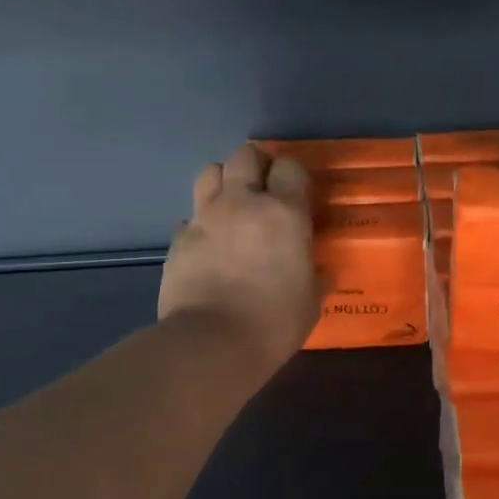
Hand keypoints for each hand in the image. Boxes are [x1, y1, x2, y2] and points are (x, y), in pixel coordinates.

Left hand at [158, 145, 321, 373]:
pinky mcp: (178, 239)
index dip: (294, 175)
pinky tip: (209, 244)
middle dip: (256, 165)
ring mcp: (205, 218)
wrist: (211, 344)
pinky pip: (190, 216)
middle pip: (245, 155)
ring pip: (209, 172)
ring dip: (224, 181)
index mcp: (284, 213)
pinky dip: (201, 223)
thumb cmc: (274, 322)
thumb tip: (319, 272)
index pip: (290, 167)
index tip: (298, 193)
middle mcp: (242, 203)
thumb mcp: (310, 300)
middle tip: (264, 188)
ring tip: (232, 204)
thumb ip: (314, 276)